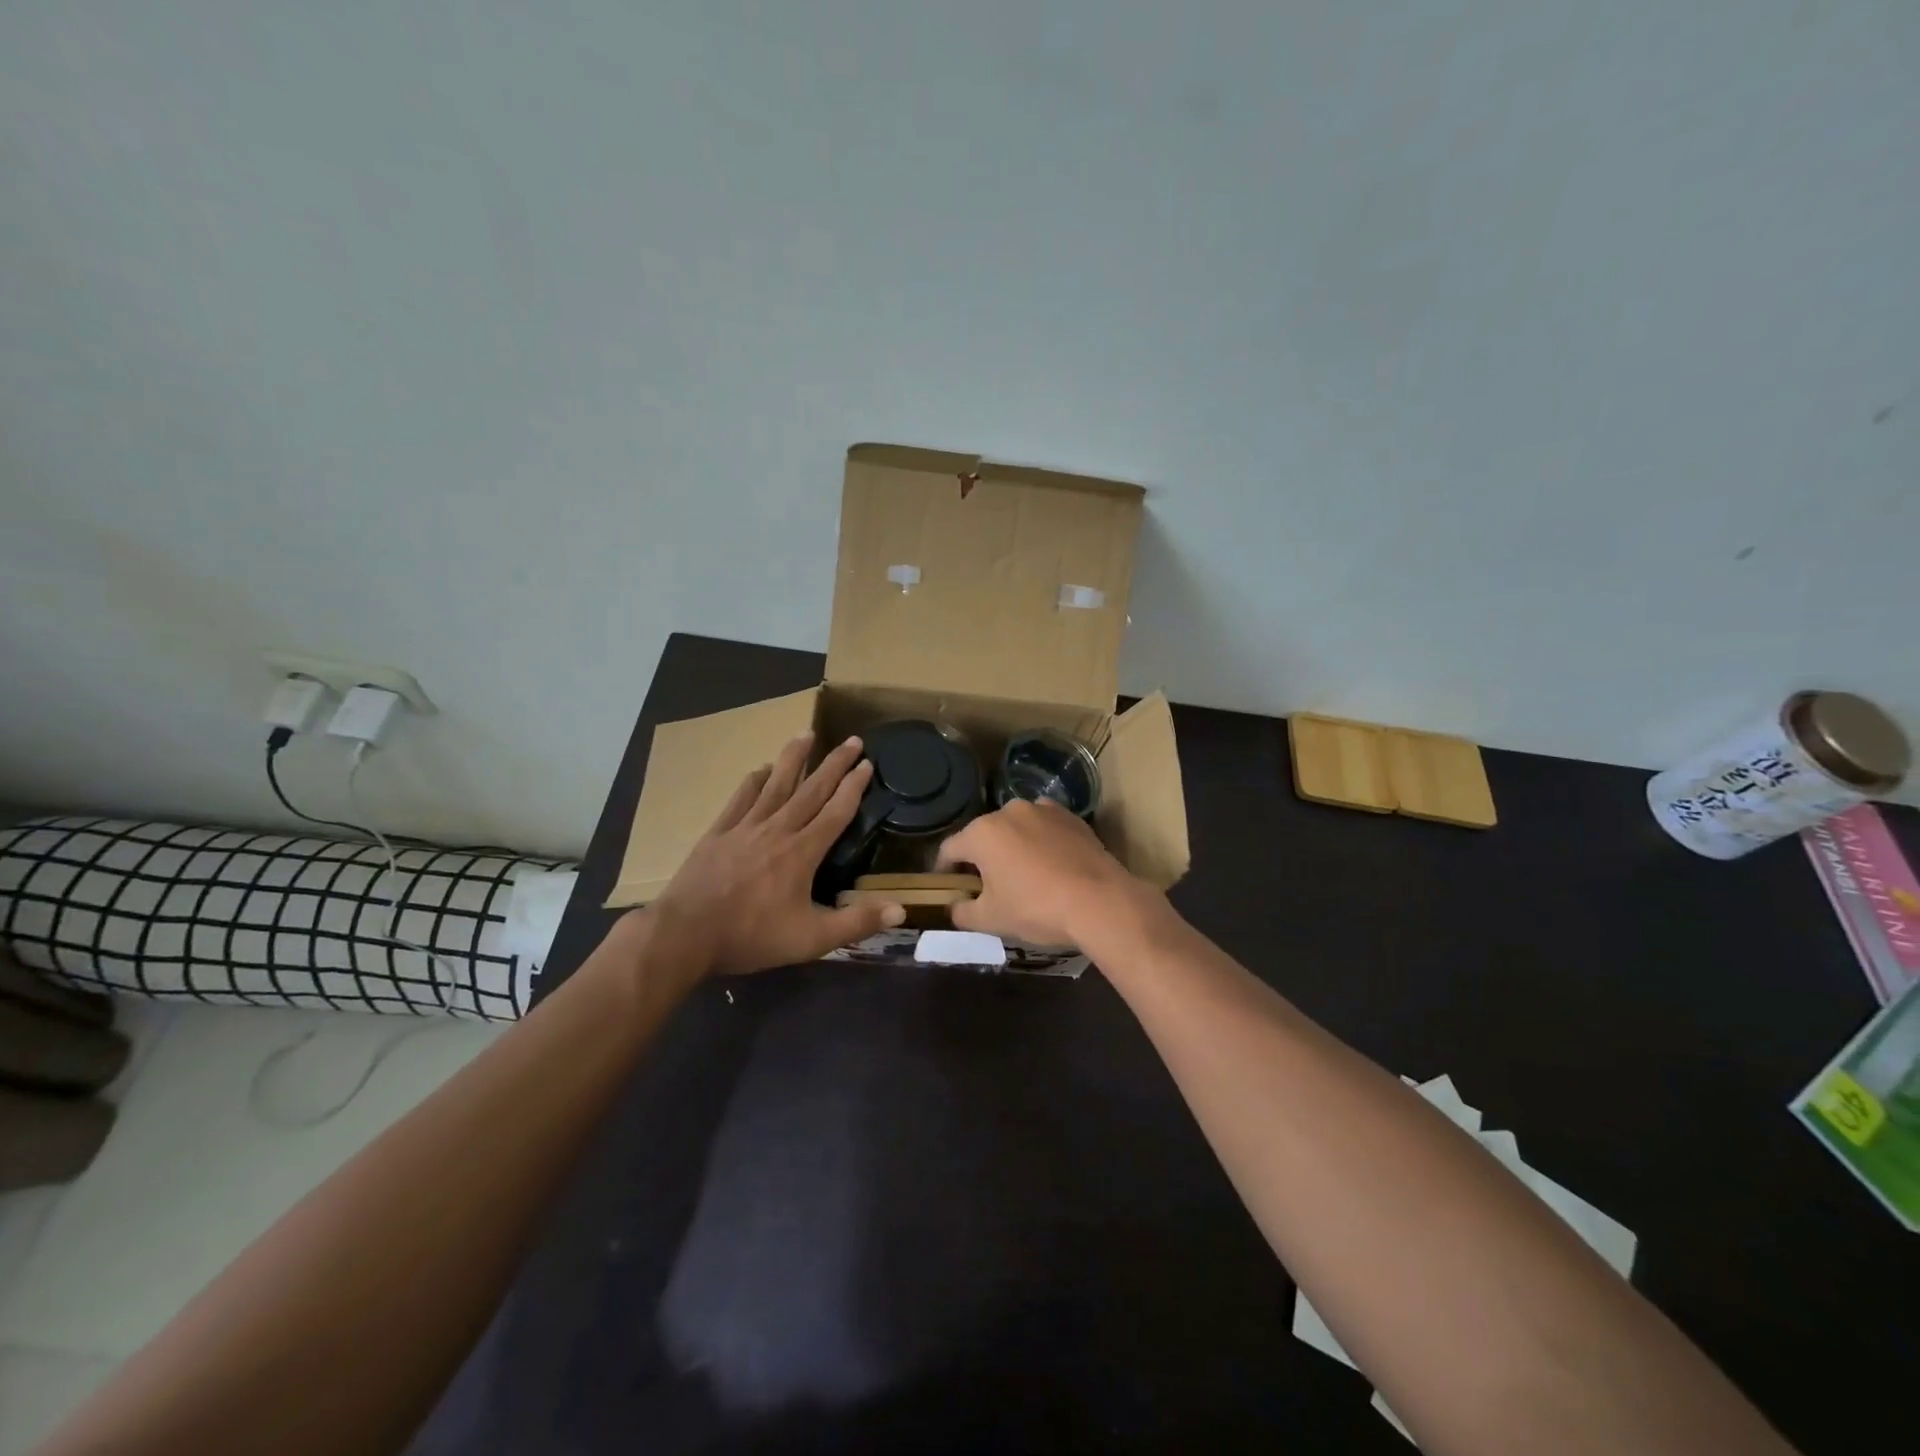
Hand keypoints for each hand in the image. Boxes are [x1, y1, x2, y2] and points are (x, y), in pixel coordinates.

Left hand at [650, 733, 903, 976]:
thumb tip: (901, 911)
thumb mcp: (811, 939)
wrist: (685, 934)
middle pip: (811, 790)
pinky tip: (760, 769)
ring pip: (775, 784)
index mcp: (802, 852)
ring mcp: (745, 827)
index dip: (854, 787)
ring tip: (807, 733)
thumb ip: (856, 923)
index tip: (868, 764)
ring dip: (793, 758)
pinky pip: (740, 799)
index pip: (836, 812)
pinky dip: (753, 781)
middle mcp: (777, 830)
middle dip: (834, 763)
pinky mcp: (718, 832)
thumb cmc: (751, 936)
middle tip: (853, 739)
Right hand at [935, 798, 1153, 948]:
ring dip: (1012, 846)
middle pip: (983, 835)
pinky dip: (1040, 841)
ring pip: (1015, 828)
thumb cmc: (1036, 909)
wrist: (1100, 901)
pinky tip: (1050, 864)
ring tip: (1022, 873)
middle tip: (986, 886)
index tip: (948, 887)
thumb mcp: (991, 920)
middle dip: (980, 857)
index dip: (944, 870)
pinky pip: (1044, 827)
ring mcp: (1042, 809)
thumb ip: (962, 912)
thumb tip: (954, 907)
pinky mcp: (1070, 816)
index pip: (949, 849)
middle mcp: (1008, 811)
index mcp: (981, 833)